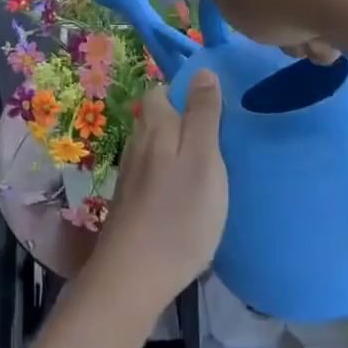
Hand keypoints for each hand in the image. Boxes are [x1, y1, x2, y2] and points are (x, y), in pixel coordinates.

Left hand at [93, 75, 226, 305]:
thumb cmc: (178, 215)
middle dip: (182, 120)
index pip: (161, 91)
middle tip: (218, 138)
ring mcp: (130, 175)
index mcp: (156, 127)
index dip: (184, 92)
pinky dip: (169, 176)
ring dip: (176, 150)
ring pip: (154, 148)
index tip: (214, 106)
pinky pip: (152, 175)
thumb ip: (203, 114)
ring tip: (208, 166)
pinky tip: (186, 196)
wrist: (133, 276)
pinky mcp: (130, 203)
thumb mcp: (203, 159)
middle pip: (157, 119)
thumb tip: (202, 71)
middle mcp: (137, 144)